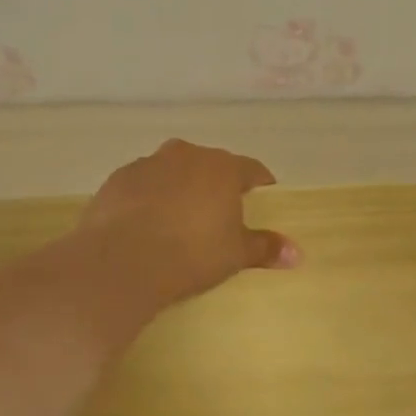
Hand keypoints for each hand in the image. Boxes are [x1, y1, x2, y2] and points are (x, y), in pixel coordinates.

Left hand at [80, 139, 298, 305]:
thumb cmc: (192, 254)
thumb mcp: (235, 255)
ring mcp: (148, 164)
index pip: (250, 169)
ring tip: (178, 218)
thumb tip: (297, 253)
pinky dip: (147, 198)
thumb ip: (265, 248)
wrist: (123, 260)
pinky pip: (142, 185)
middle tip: (218, 212)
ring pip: (172, 171)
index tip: (263, 194)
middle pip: (208, 165)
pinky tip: (144, 223)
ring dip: (179, 187)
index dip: (258, 182)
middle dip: (215, 184)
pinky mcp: (117, 179)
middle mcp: (185, 155)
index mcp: (222, 168)